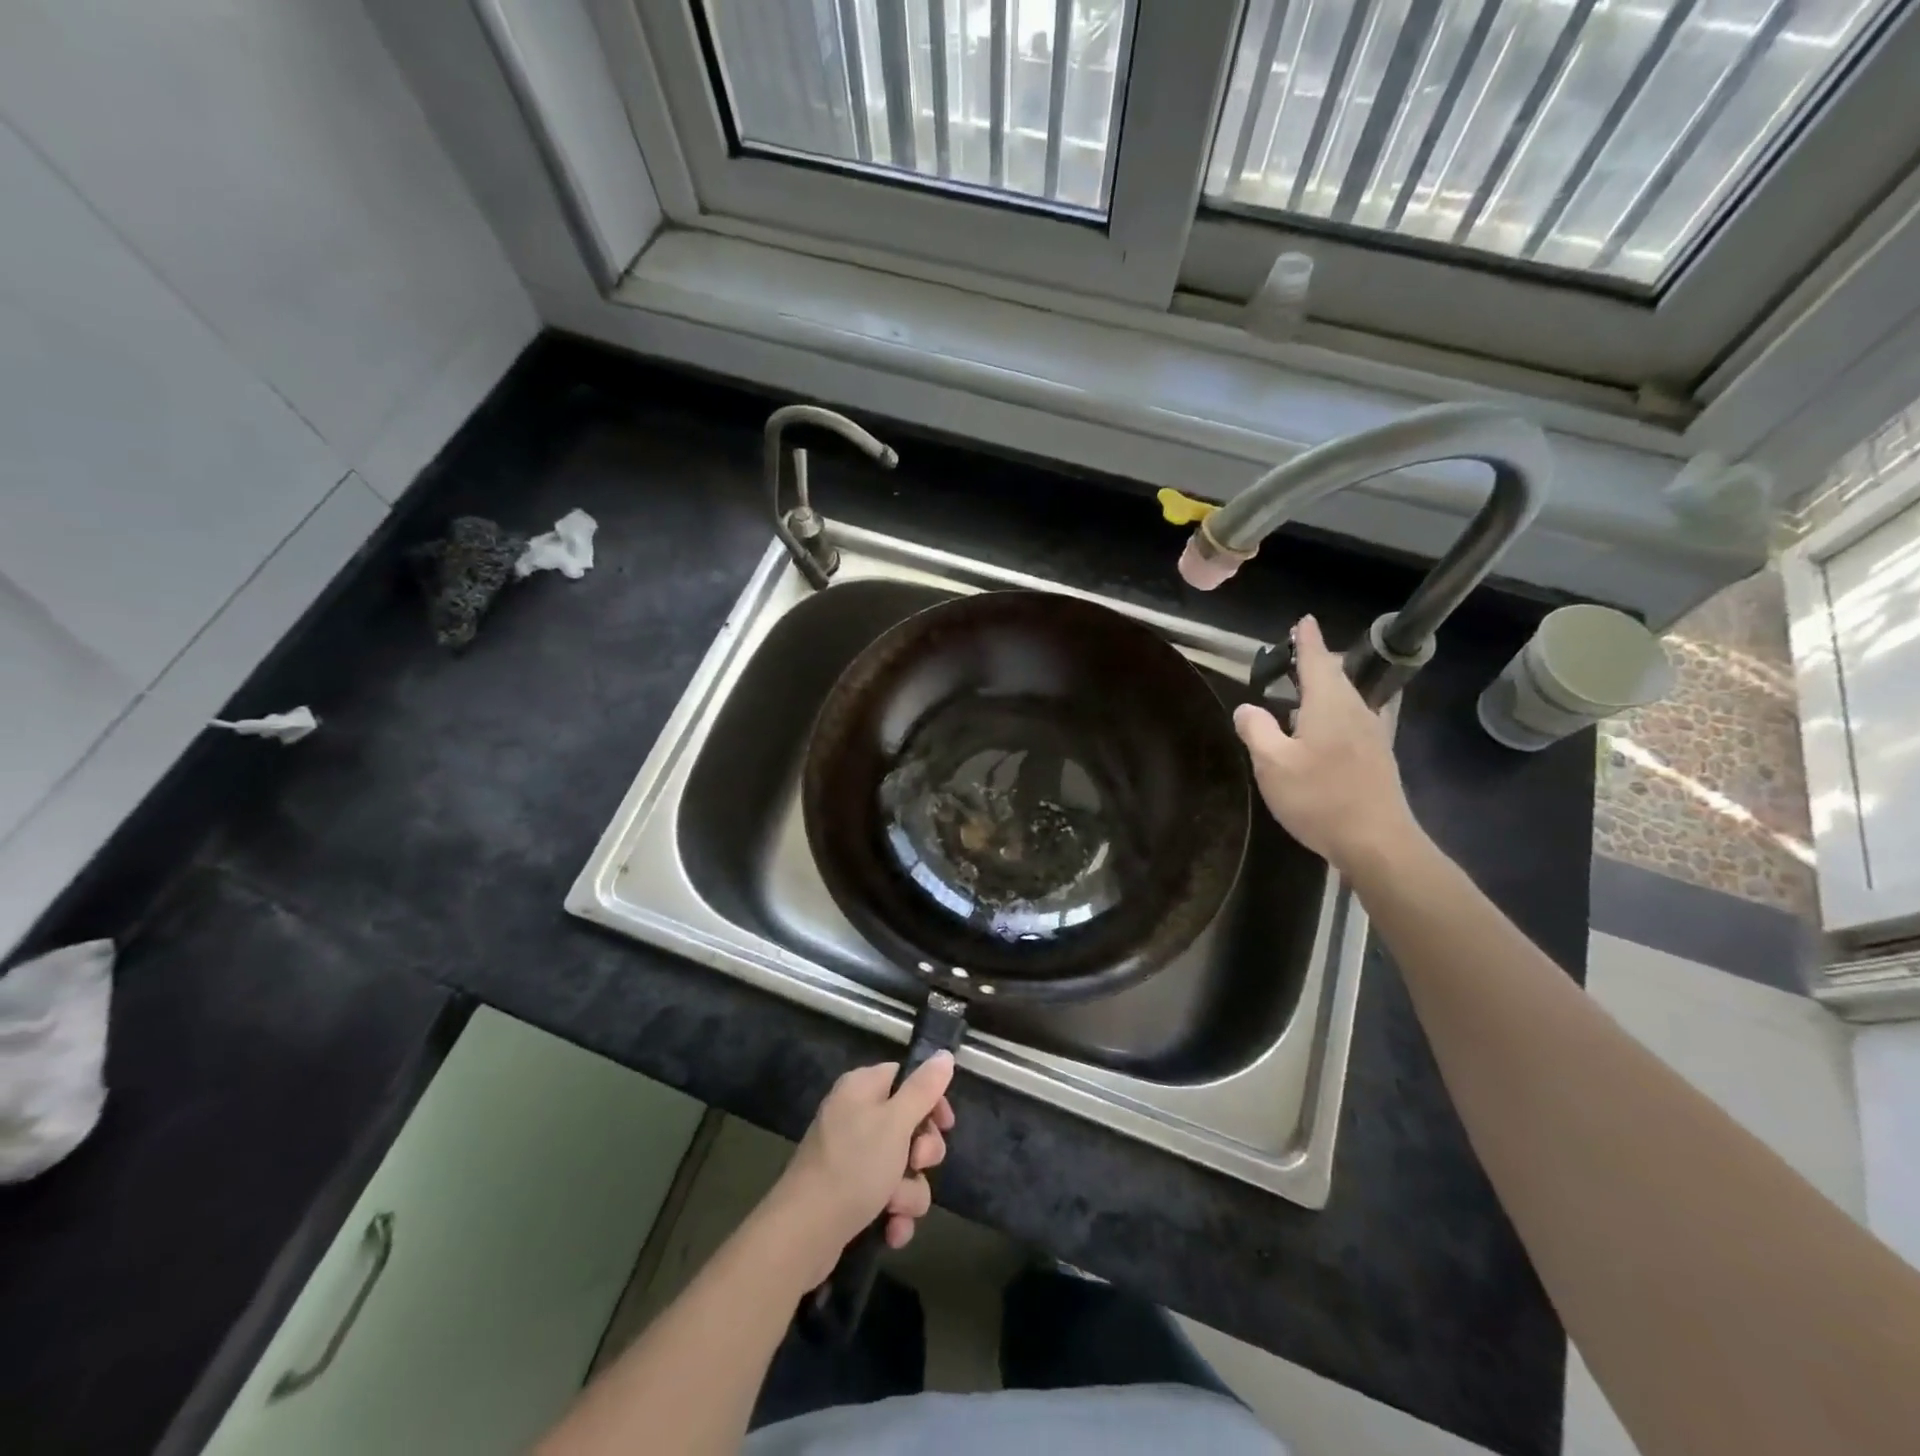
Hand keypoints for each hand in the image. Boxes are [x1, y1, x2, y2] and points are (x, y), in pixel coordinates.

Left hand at [764, 1054, 956, 1281]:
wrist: (803, 1235)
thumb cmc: (853, 1166)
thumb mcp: (895, 1122)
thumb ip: (923, 1088)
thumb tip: (944, 1054)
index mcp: (862, 1088)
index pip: (906, 1078)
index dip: (931, 1100)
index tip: (945, 1125)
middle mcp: (856, 1116)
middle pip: (909, 1125)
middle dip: (922, 1154)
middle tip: (917, 1164)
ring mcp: (852, 1157)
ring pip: (904, 1167)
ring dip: (909, 1192)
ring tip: (895, 1207)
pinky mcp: (850, 1193)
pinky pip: (888, 1197)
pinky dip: (894, 1214)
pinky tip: (891, 1231)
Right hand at [1232, 615, 1422, 877]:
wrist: (1376, 842)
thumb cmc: (1320, 798)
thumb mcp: (1272, 764)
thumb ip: (1256, 731)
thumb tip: (1246, 708)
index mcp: (1330, 705)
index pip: (1317, 661)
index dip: (1308, 641)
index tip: (1304, 621)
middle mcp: (1357, 711)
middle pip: (1338, 677)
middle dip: (1318, 663)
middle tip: (1298, 657)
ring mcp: (1372, 735)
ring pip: (1348, 699)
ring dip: (1328, 690)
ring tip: (1305, 694)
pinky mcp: (1378, 758)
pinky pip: (1354, 720)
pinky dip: (1336, 713)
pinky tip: (1325, 732)